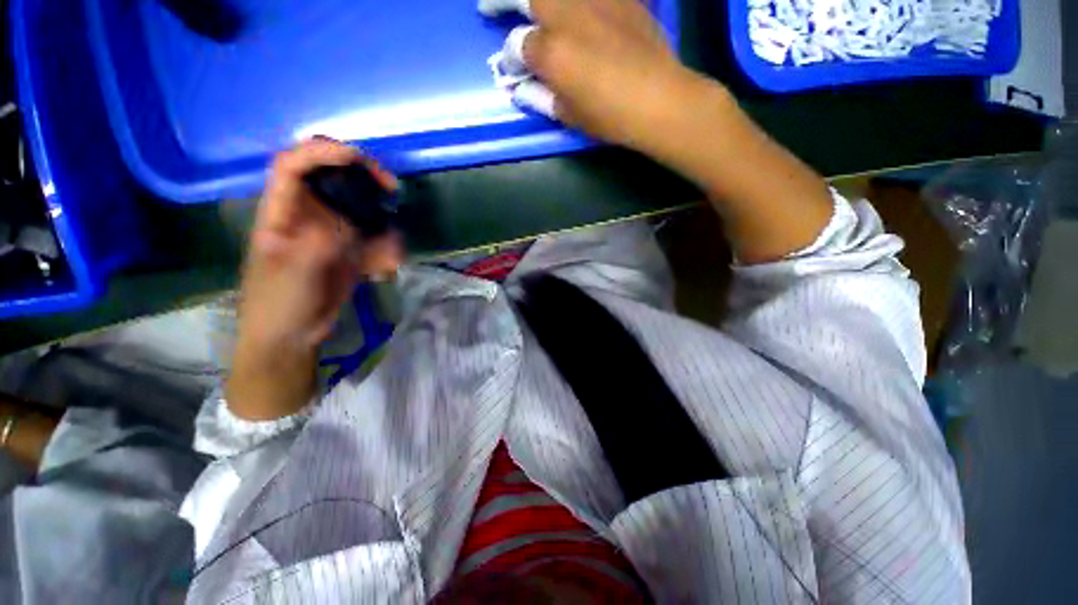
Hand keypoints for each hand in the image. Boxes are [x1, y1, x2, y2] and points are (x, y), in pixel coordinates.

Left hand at [227, 138, 401, 420]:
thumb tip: (349, 221)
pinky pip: (373, 240)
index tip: (358, 159)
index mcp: (282, 212)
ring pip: (361, 211)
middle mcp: (308, 215)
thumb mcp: (295, 272)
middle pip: (334, 178)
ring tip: (390, 255)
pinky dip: (385, 251)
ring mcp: (331, 232)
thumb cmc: (279, 303)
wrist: (292, 335)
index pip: (294, 165)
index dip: (323, 152)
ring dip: (382, 227)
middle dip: (364, 179)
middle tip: (391, 190)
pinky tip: (386, 268)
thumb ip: (320, 241)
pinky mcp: (349, 250)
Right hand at [520, 0, 704, 152]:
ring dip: (540, 1)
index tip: (513, 67)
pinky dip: (578, 4)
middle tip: (490, 7)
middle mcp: (567, 15)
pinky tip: (577, 12)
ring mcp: (595, 0)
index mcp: (551, 52)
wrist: (658, 100)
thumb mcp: (569, 115)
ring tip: (534, 9)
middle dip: (504, 0)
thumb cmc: (609, 116)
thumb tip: (522, 86)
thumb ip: (541, 96)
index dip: (511, 58)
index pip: (517, 46)